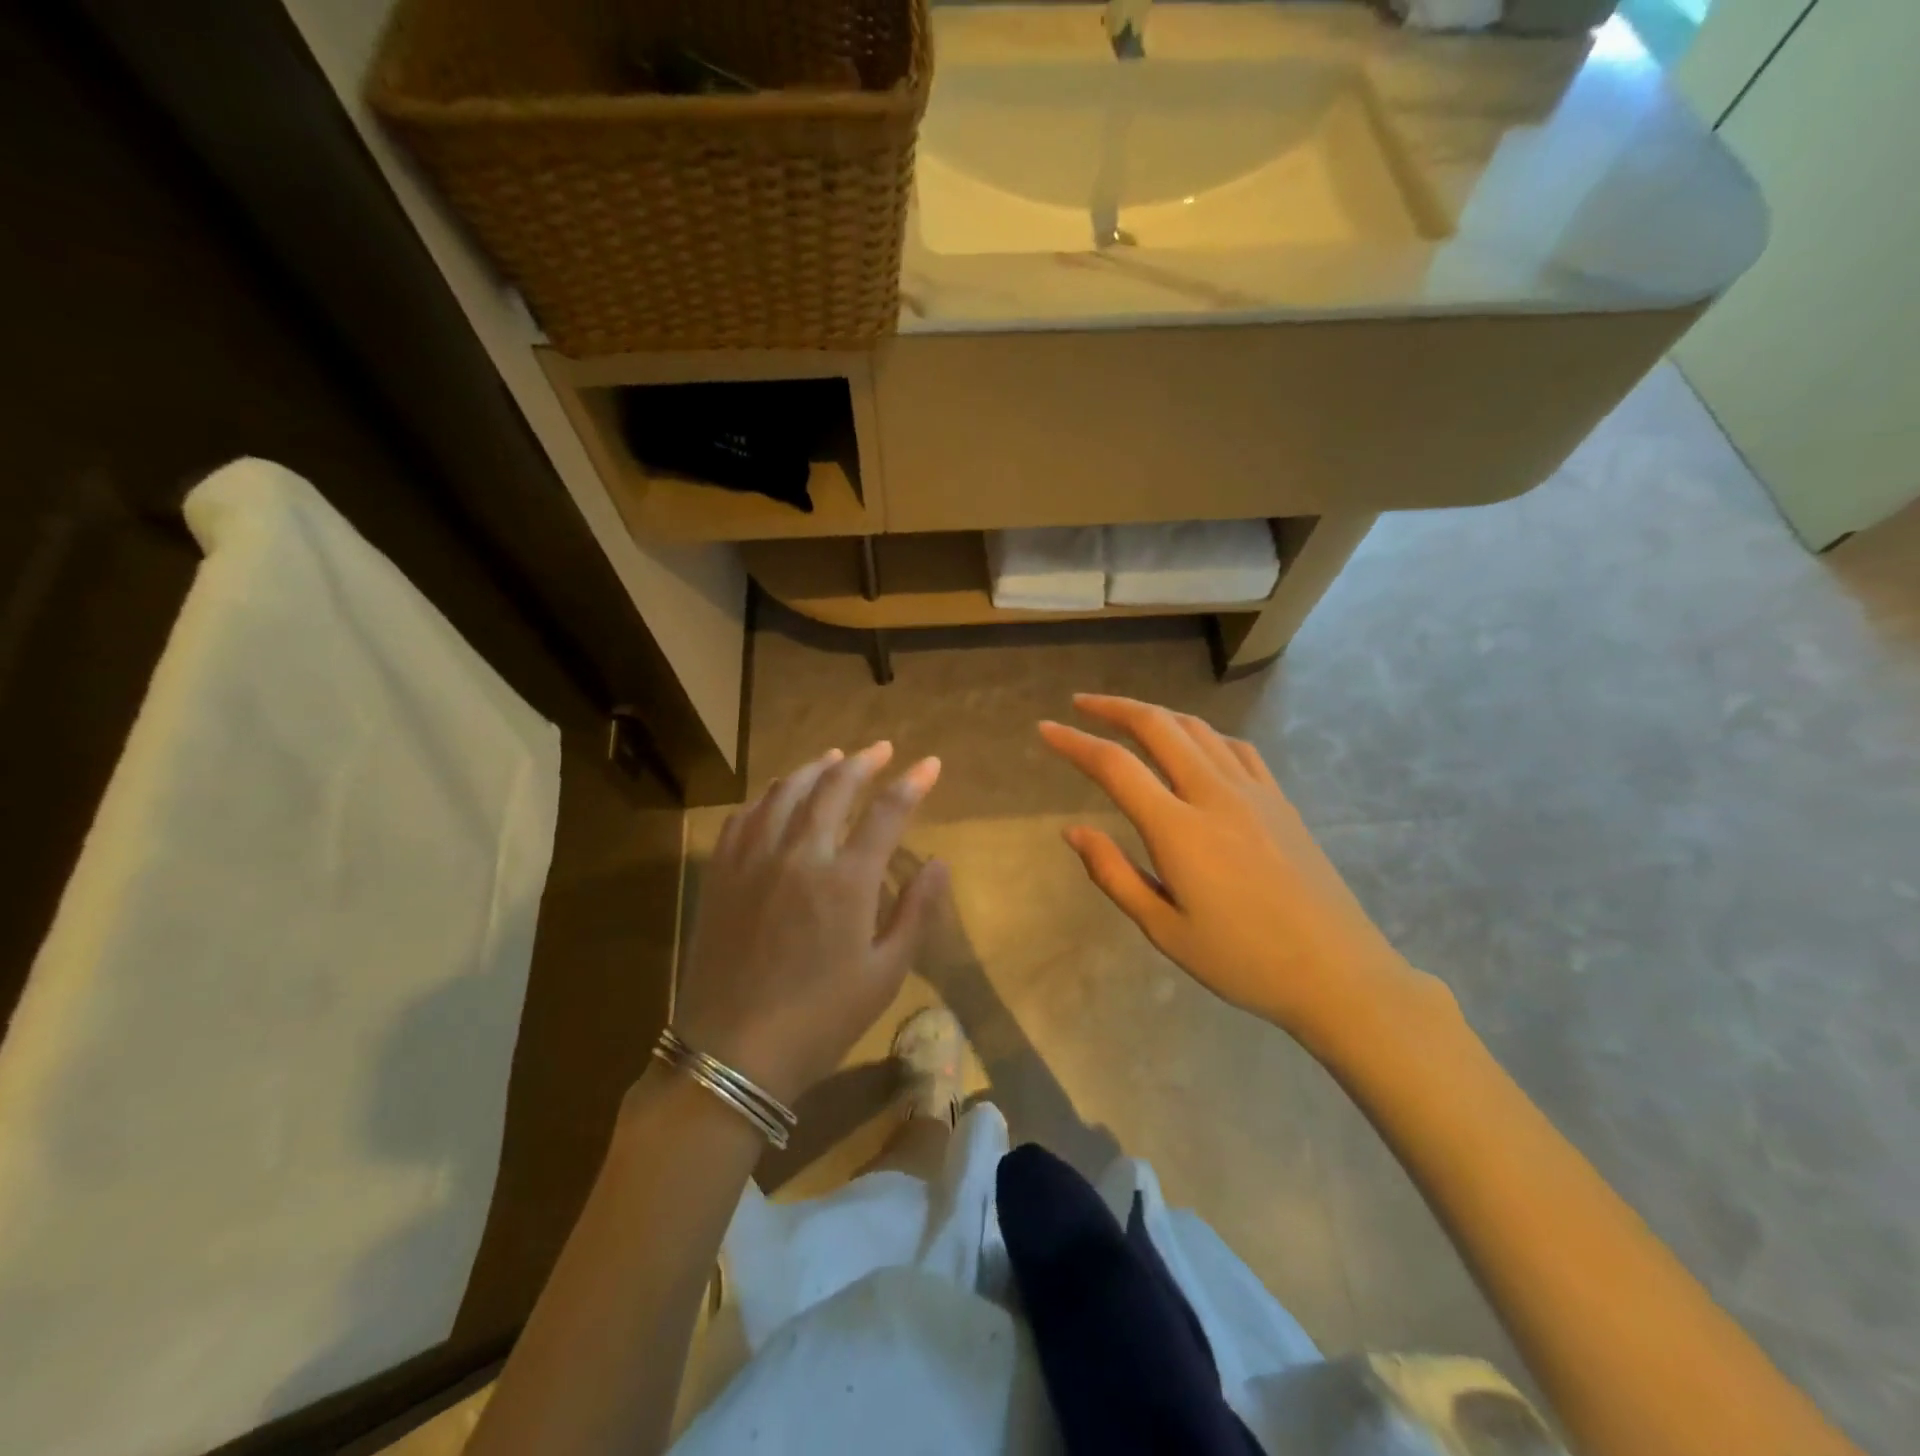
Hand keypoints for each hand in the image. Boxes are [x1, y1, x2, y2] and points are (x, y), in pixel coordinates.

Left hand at [673, 742, 945, 1105]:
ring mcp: (754, 859)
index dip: (912, 783)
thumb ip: (915, 912)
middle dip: (862, 762)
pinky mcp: (722, 874)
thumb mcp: (885, 974)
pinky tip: (776, 796)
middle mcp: (800, 854)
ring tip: (833, 757)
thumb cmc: (821, 1019)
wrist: (733, 1053)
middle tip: (881, 749)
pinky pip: (744, 817)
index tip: (929, 764)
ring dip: (814, 768)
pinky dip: (767, 796)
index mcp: (846, 879)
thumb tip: (938, 863)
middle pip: (833, 787)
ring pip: (785, 792)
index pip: (887, 812)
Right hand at [1040, 695, 1426, 1043]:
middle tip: (1080, 705)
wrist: (1339, 974)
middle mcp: (1213, 795)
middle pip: (1157, 726)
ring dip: (1156, 713)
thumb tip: (1073, 831)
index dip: (1074, 742)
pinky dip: (1202, 733)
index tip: (1045, 729)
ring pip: (1197, 728)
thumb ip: (1113, 874)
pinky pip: (1236, 747)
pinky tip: (1194, 744)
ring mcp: (1253, 792)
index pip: (1114, 766)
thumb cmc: (1242, 961)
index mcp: (1178, 830)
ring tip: (1128, 717)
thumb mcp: (1164, 930)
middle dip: (1113, 708)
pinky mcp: (1280, 800)